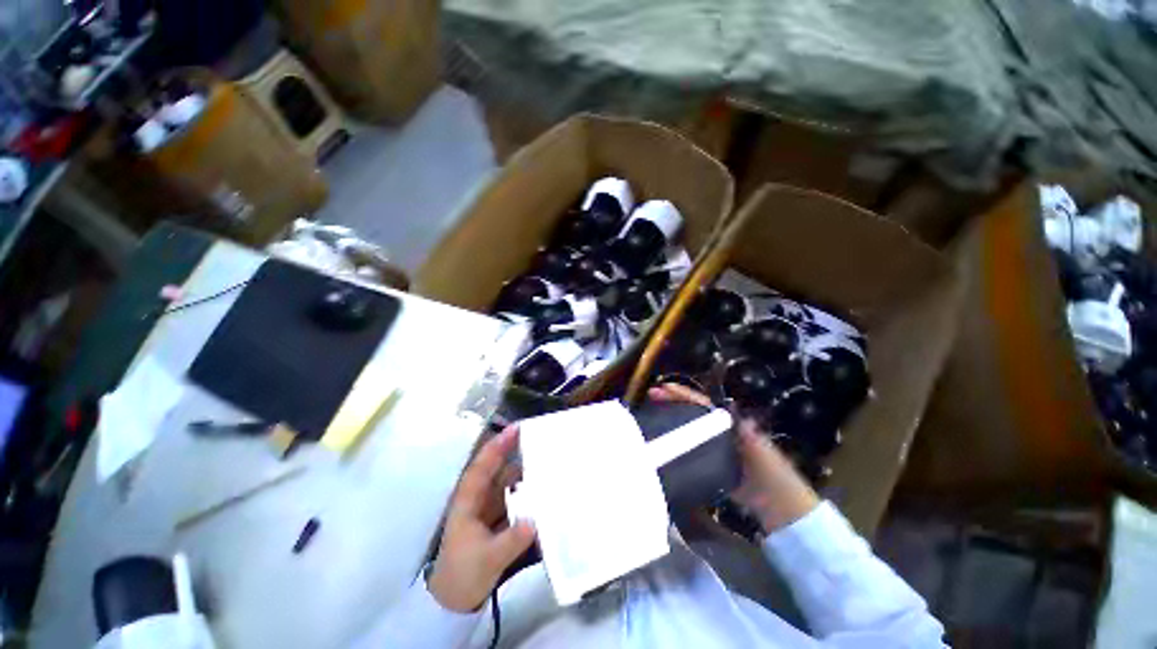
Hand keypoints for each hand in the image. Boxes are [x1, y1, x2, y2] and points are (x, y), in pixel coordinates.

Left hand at [428, 426, 535, 612]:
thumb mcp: (486, 559)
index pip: (483, 466)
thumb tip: (535, 521)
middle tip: (540, 436)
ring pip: (508, 482)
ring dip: (525, 470)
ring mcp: (490, 508)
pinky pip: (516, 497)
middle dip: (515, 451)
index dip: (498, 446)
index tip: (516, 428)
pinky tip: (545, 488)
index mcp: (468, 501)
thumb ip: (510, 541)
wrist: (456, 602)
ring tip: (548, 458)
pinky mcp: (500, 519)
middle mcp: (479, 498)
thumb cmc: (462, 576)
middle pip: (497, 468)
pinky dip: (528, 490)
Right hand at [648, 383, 818, 532]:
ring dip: (674, 418)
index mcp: (731, 424)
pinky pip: (692, 446)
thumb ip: (746, 433)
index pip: (704, 404)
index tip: (664, 388)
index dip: (684, 395)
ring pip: (691, 427)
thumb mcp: (761, 452)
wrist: (780, 508)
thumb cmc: (773, 475)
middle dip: (673, 402)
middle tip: (652, 396)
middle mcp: (721, 431)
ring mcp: (716, 447)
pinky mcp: (712, 463)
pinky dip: (679, 440)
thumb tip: (732, 410)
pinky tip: (665, 441)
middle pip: (693, 411)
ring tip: (653, 412)